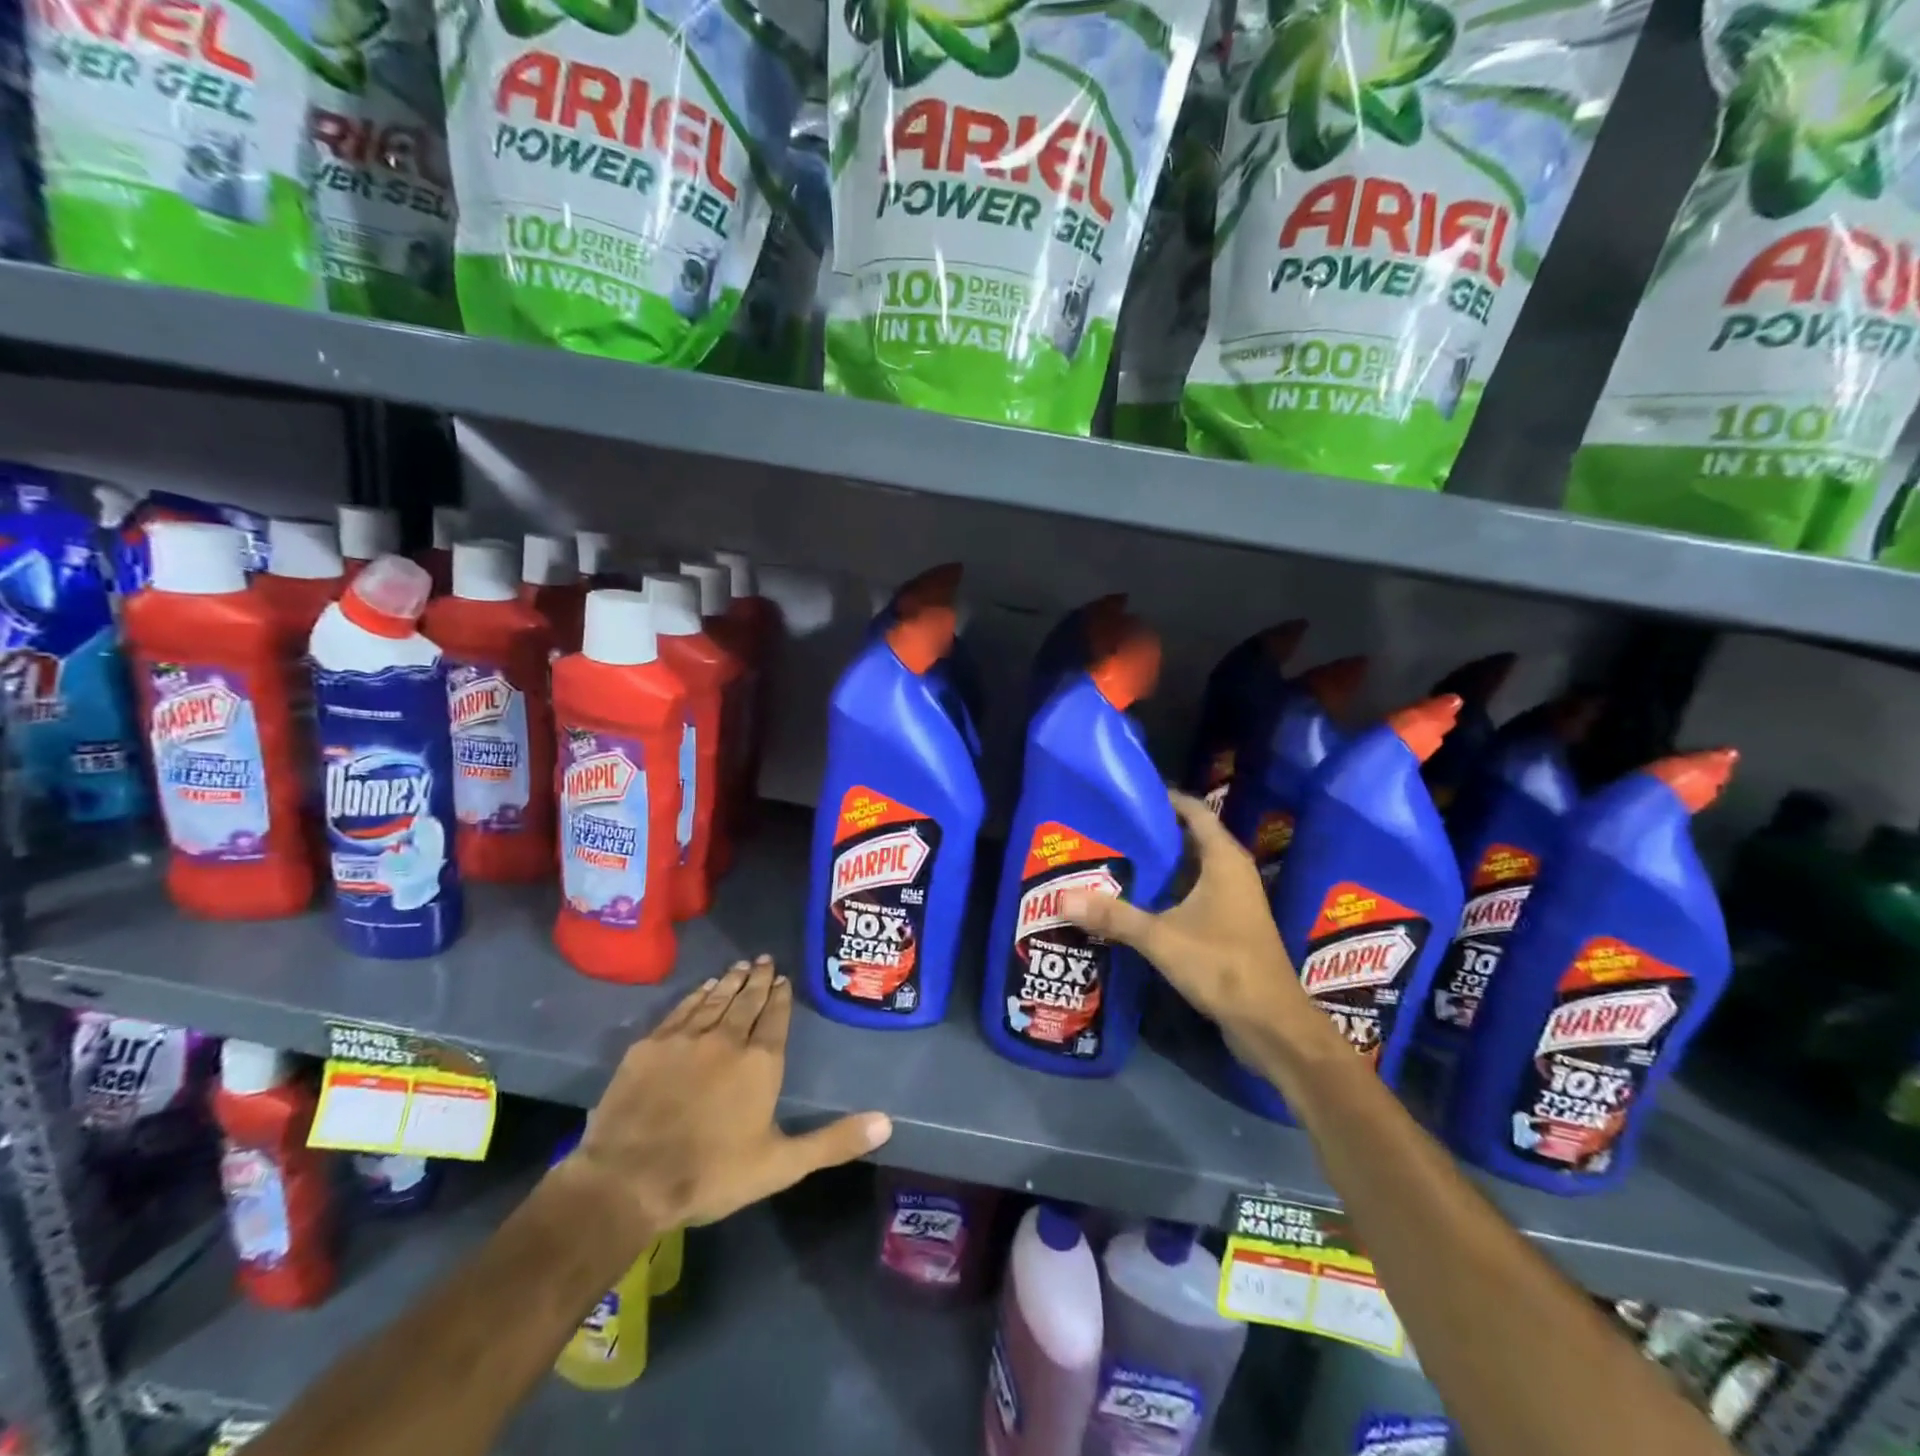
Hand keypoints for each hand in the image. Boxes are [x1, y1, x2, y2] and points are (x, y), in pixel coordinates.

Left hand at [567, 957, 891, 1242]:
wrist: (628, 1181)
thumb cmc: (711, 1174)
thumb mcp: (781, 1165)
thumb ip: (834, 1141)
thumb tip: (887, 1122)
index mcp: (760, 1062)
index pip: (775, 1018)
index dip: (781, 997)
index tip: (783, 978)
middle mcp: (727, 1039)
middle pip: (746, 1001)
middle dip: (757, 979)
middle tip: (763, 959)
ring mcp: (686, 1038)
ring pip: (714, 999)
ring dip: (729, 981)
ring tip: (739, 966)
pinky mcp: (650, 1045)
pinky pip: (681, 1009)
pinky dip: (695, 995)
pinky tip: (701, 989)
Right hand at [1060, 790, 1317, 1060]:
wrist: (1272, 1024)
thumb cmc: (1223, 966)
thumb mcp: (1161, 938)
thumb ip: (1113, 916)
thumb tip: (1062, 897)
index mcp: (1224, 860)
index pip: (1195, 811)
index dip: (1165, 799)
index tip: (1128, 795)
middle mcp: (1233, 873)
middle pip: (1190, 839)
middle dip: (1153, 834)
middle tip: (1110, 830)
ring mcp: (1234, 901)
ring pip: (1191, 870)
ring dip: (1159, 867)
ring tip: (1115, 861)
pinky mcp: (1230, 927)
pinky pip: (1195, 895)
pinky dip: (1168, 893)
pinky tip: (1136, 903)